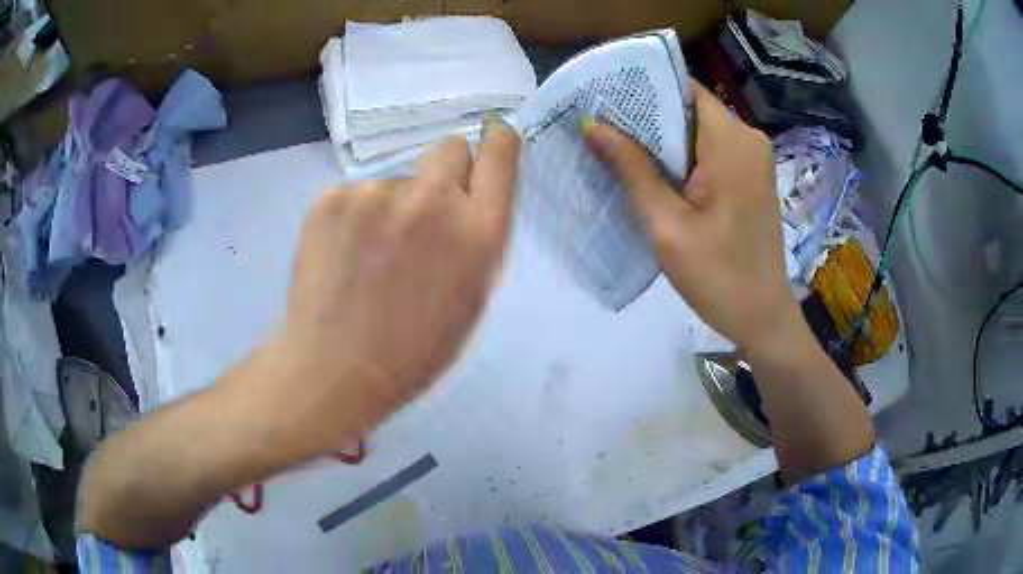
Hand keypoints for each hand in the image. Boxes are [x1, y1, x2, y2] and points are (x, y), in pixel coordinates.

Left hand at [243, 119, 520, 460]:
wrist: (335, 369)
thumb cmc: (413, 351)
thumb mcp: (472, 299)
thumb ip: (478, 237)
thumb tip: (469, 196)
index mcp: (477, 234)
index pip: (500, 152)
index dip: (497, 141)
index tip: (491, 138)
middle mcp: (432, 202)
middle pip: (450, 148)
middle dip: (445, 173)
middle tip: (422, 218)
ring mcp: (376, 195)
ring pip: (398, 179)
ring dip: (394, 205)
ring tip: (371, 257)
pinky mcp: (332, 198)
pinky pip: (358, 193)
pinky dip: (356, 217)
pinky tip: (344, 257)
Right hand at [582, 82, 799, 353]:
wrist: (762, 319)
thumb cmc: (717, 274)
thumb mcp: (667, 223)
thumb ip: (631, 168)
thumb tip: (591, 125)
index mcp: (732, 140)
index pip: (684, 89)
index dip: (643, 88)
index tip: (603, 97)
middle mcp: (748, 140)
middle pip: (690, 110)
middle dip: (647, 116)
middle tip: (599, 125)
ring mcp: (752, 160)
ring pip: (698, 132)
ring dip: (662, 140)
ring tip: (615, 147)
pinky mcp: (751, 180)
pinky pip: (711, 154)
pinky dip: (682, 159)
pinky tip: (652, 174)